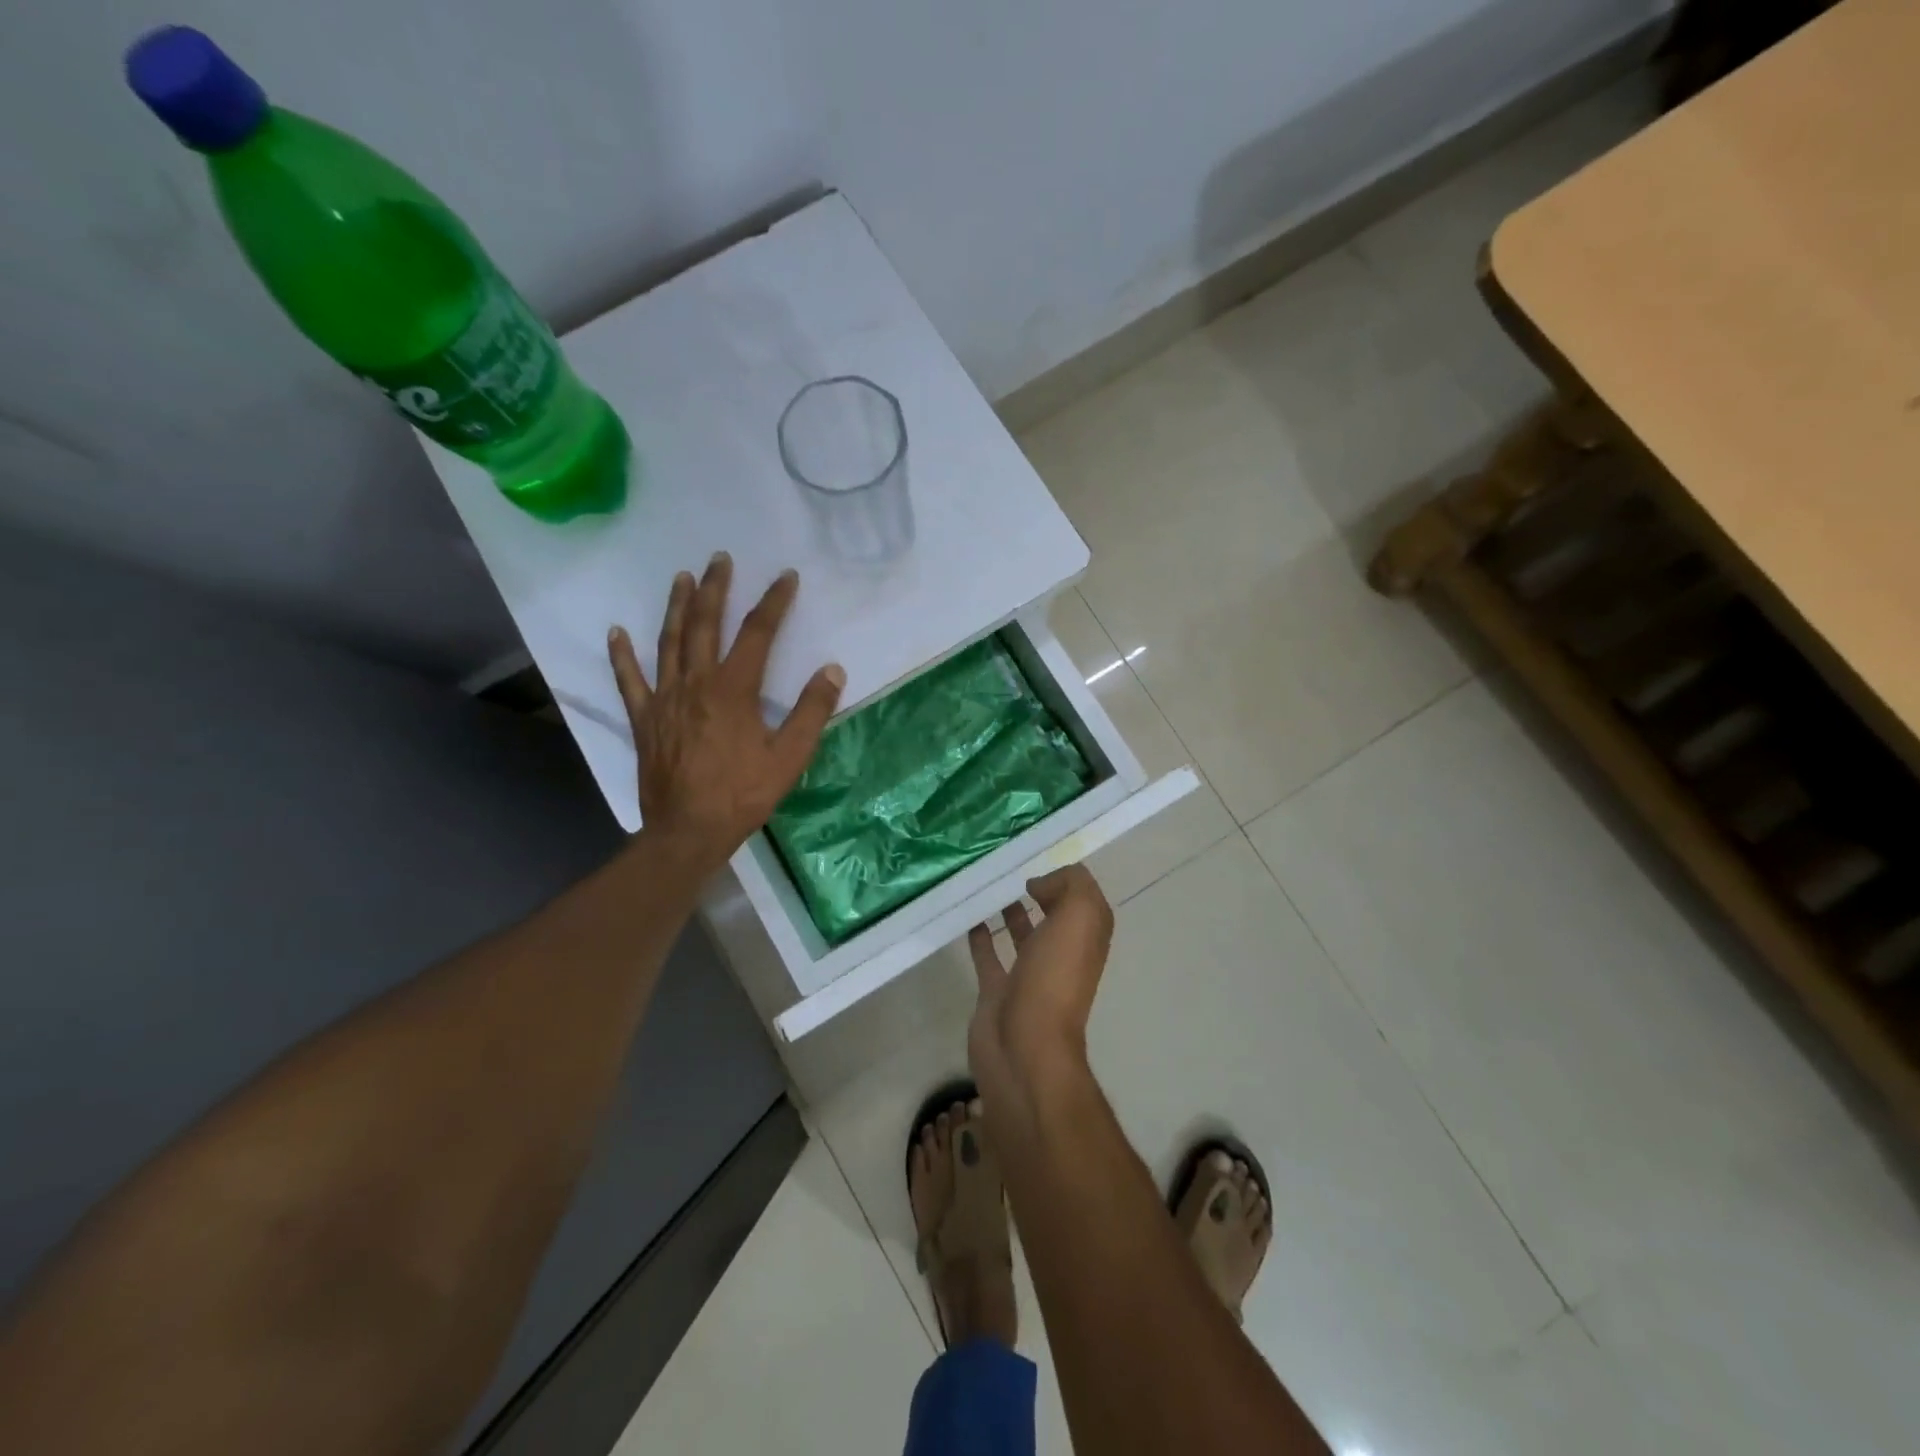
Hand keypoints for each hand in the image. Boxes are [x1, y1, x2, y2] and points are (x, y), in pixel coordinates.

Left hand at [608, 552, 844, 876]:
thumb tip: (832, 670)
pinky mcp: (644, 719)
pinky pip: (629, 681)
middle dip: (716, 589)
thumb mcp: (790, 757)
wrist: (688, 831)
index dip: (774, 602)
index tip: (786, 577)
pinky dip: (622, 655)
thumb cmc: (743, 794)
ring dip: (677, 607)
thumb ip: (812, 711)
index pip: (758, 633)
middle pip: (706, 625)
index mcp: (734, 689)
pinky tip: (616, 632)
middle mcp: (696, 683)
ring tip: (682, 578)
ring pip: (669, 642)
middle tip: (720, 559)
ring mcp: (665, 699)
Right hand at [966, 865, 1114, 1109]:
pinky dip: (980, 937)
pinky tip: (968, 916)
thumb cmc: (1054, 979)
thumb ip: (1070, 887)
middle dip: (1038, 891)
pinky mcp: (997, 992)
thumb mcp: (1078, 918)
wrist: (1023, 1047)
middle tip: (1008, 864)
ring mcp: (1029, 976)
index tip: (1038, 857)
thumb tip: (1041, 883)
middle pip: (1053, 916)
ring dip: (1010, 911)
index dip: (1067, 878)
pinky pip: (989, 956)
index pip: (1083, 899)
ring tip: (989, 883)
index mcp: (1086, 939)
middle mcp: (1062, 956)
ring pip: (1022, 934)